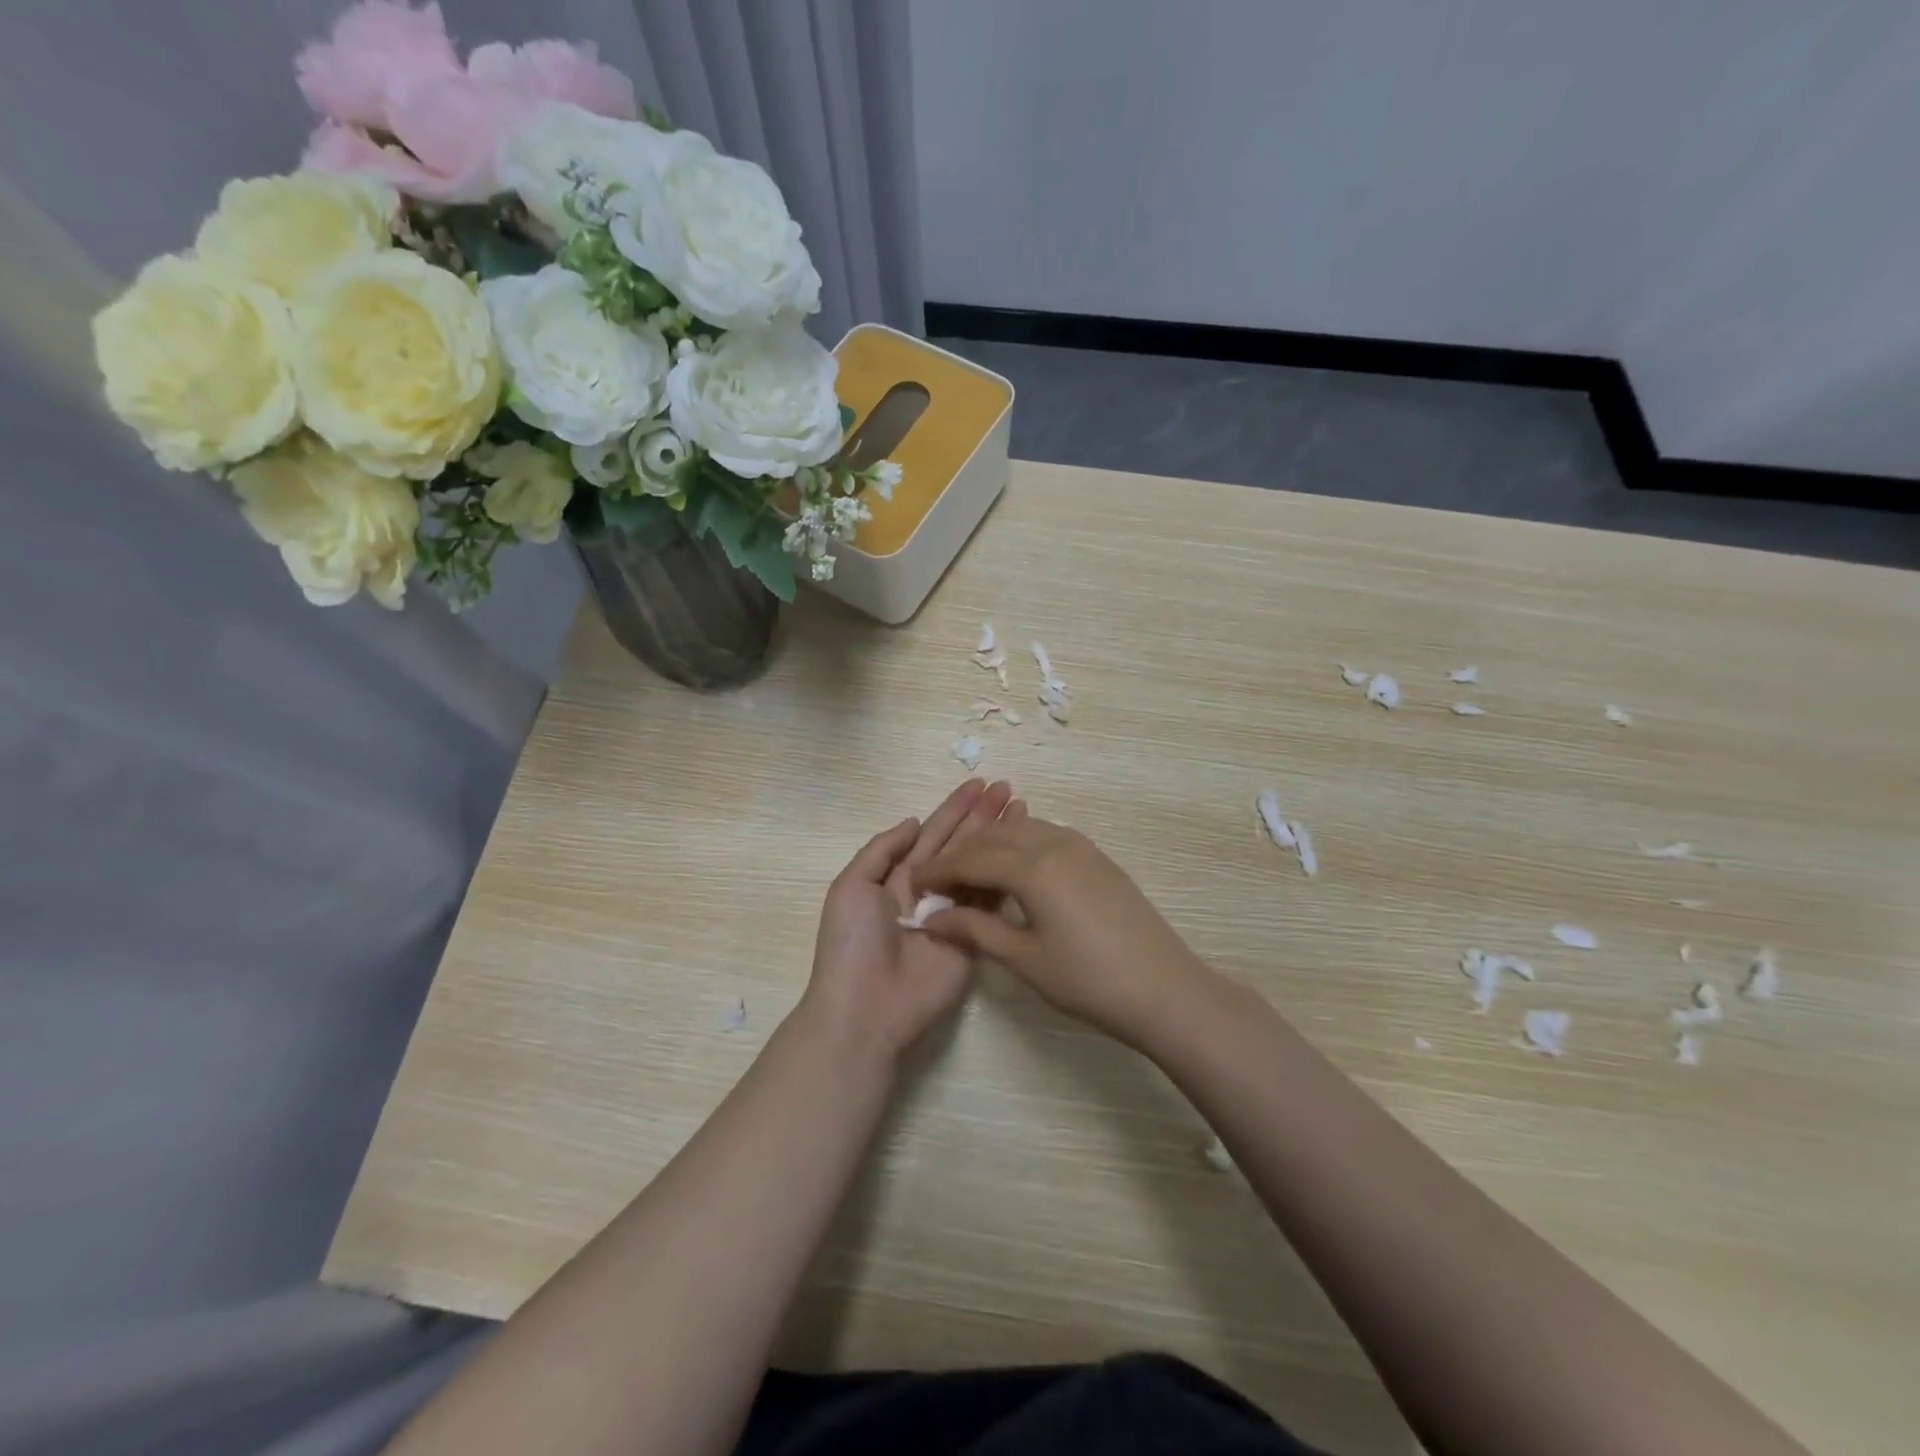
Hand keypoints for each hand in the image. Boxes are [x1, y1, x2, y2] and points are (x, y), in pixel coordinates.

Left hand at [801, 778, 1016, 1060]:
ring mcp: (954, 914)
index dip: (954, 809)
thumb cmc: (852, 944)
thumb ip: (882, 850)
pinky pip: (990, 903)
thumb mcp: (851, 887)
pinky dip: (1007, 878)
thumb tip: (913, 821)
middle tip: (1008, 788)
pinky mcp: (973, 939)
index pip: (932, 834)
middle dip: (982, 816)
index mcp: (898, 876)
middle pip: (961, 845)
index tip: (979, 784)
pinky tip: (1025, 855)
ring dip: (1000, 840)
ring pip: (981, 869)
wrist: (866, 1008)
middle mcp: (929, 890)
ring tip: (1023, 809)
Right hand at [912, 814, 1209, 1047]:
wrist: (1163, 987)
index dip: (938, 871)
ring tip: (969, 872)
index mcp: (1032, 867)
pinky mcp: (1096, 856)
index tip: (913, 885)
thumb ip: (975, 930)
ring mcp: (1080, 846)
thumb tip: (932, 919)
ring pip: (1021, 829)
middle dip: (960, 854)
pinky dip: (1018, 843)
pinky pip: (1045, 835)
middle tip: (937, 881)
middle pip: (993, 837)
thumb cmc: (1088, 980)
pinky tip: (1012, 866)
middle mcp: (1053, 843)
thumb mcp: (1024, 959)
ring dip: (989, 844)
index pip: (970, 859)